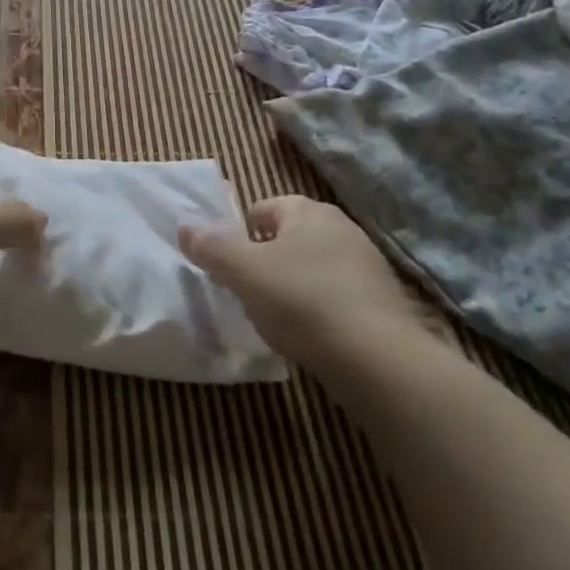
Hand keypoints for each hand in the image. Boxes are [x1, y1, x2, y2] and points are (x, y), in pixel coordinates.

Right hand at [178, 196, 437, 365]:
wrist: (379, 360)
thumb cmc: (302, 301)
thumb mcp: (244, 272)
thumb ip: (212, 247)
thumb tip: (185, 226)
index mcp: (308, 211)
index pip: (263, 208)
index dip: (242, 236)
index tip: (232, 269)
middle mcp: (342, 227)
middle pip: (289, 238)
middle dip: (267, 262)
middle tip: (251, 294)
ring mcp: (369, 265)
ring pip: (315, 268)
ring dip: (295, 287)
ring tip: (281, 320)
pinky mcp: (385, 302)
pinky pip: (339, 296)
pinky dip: (322, 311)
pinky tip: (313, 337)